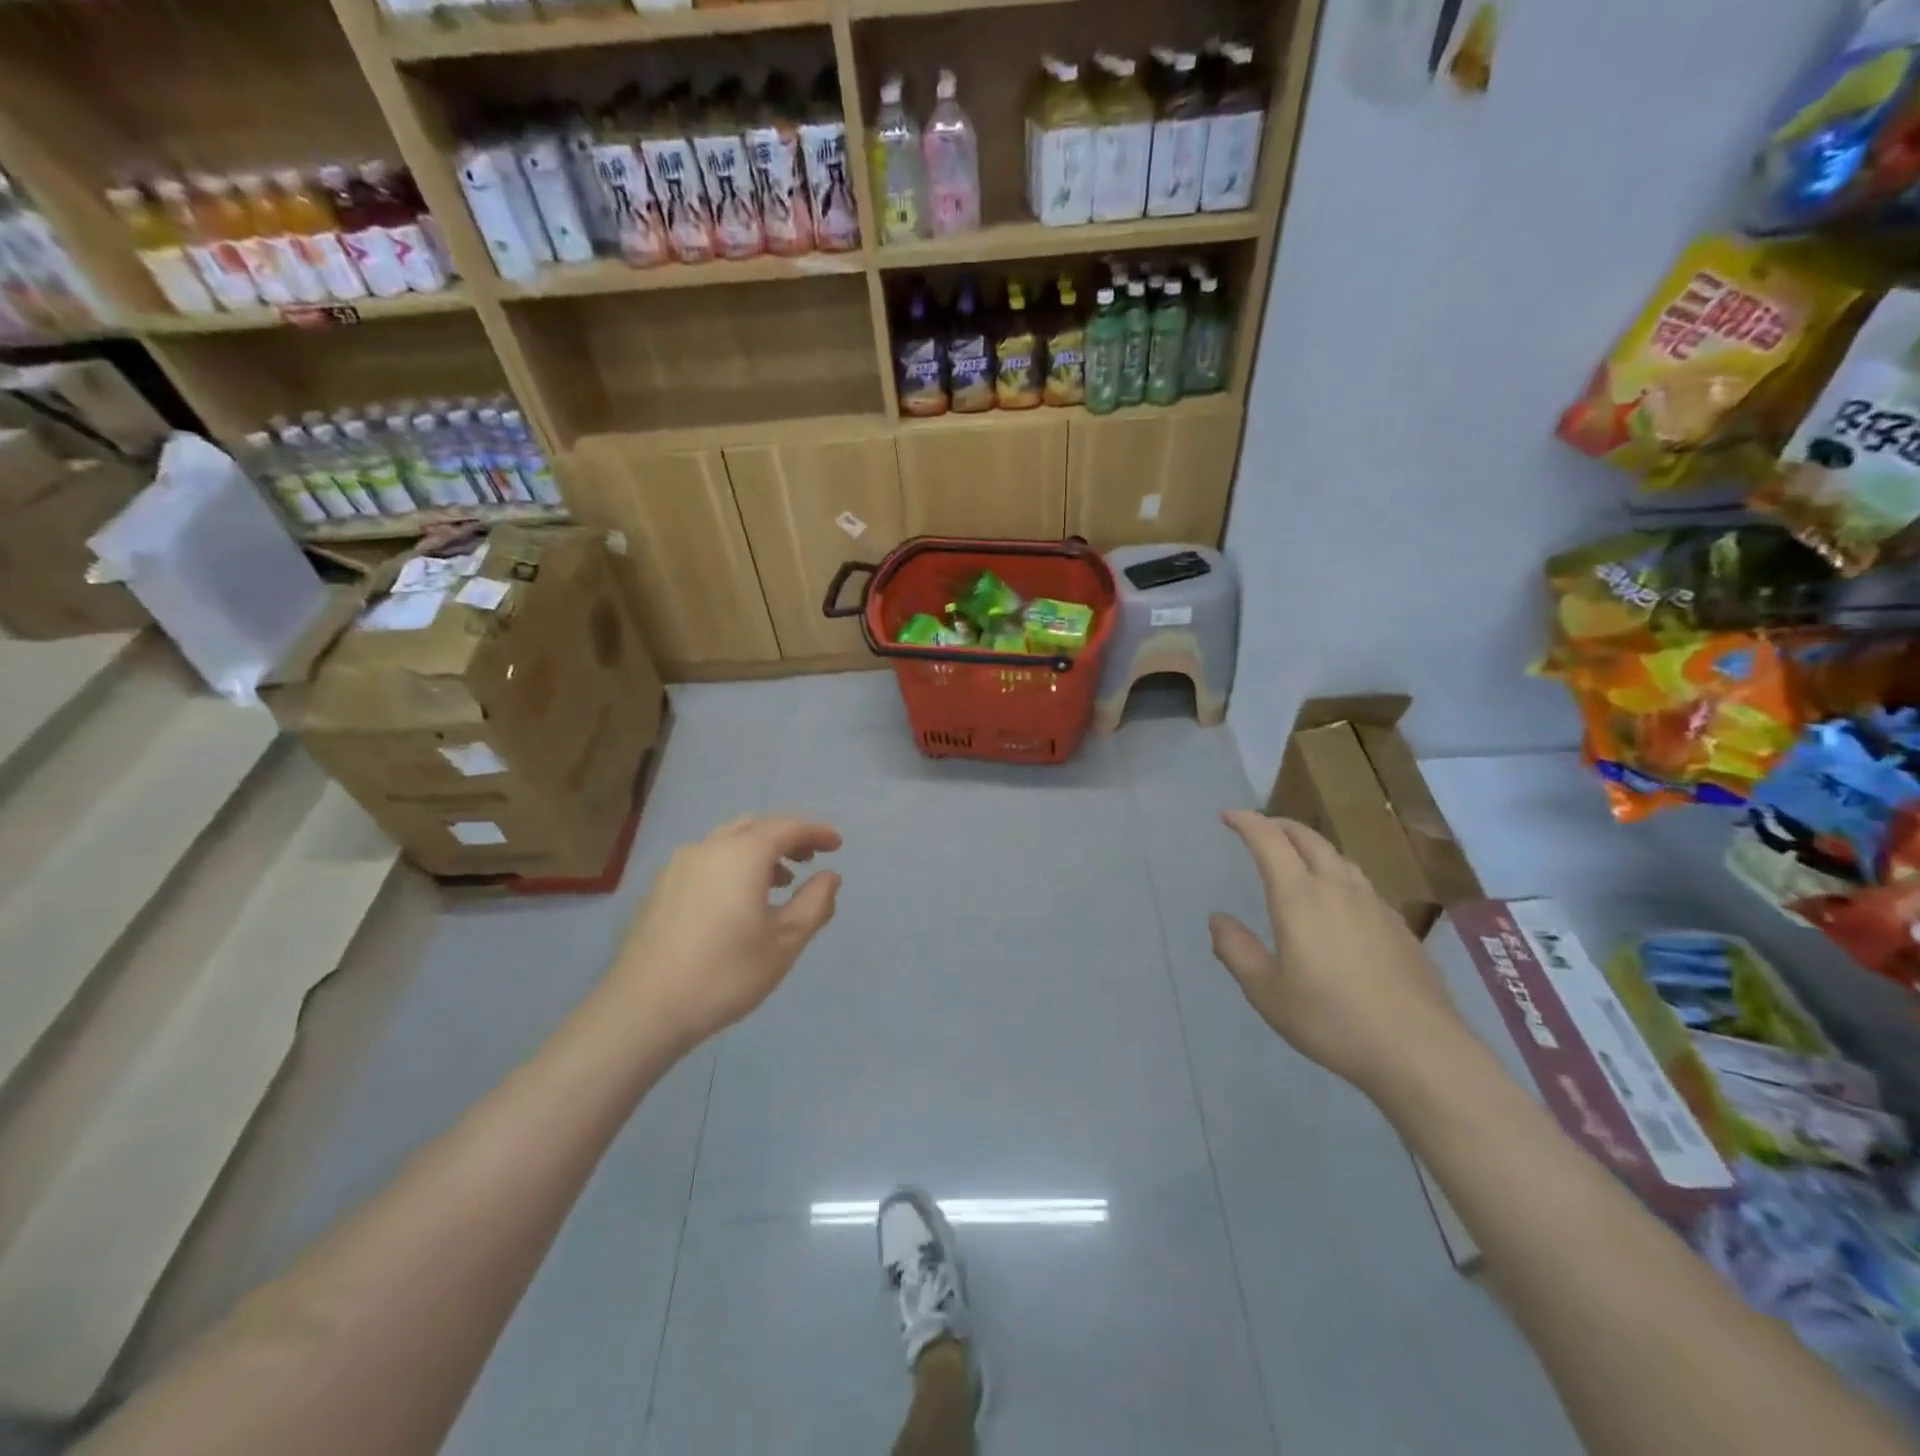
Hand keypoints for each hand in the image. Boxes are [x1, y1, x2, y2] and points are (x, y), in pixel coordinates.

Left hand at [610, 816, 842, 1051]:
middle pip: (756, 826)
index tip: (837, 844)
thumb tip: (829, 877)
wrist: (643, 1009)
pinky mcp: (661, 888)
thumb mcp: (785, 942)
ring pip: (728, 841)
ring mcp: (679, 865)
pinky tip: (738, 900)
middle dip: (787, 836)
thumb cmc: (725, 973)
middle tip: (811, 858)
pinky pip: (708, 860)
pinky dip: (733, 864)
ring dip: (759, 851)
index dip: (816, 831)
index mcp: (743, 853)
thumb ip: (814, 903)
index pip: (788, 826)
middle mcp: (709, 847)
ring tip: (780, 882)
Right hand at [1210, 811, 1468, 1095]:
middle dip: (1279, 825)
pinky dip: (1336, 873)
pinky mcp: (1399, 926)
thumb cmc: (1331, 1019)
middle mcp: (1337, 888)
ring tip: (1296, 857)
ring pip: (1338, 857)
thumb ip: (1236, 950)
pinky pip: (1360, 882)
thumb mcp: (1266, 991)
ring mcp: (1374, 905)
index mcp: (1299, 897)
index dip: (1246, 822)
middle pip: (1307, 839)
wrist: (1419, 1050)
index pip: (1269, 841)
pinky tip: (1338, 900)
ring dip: (1310, 846)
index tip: (1227, 815)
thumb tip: (1218, 919)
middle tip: (1258, 828)